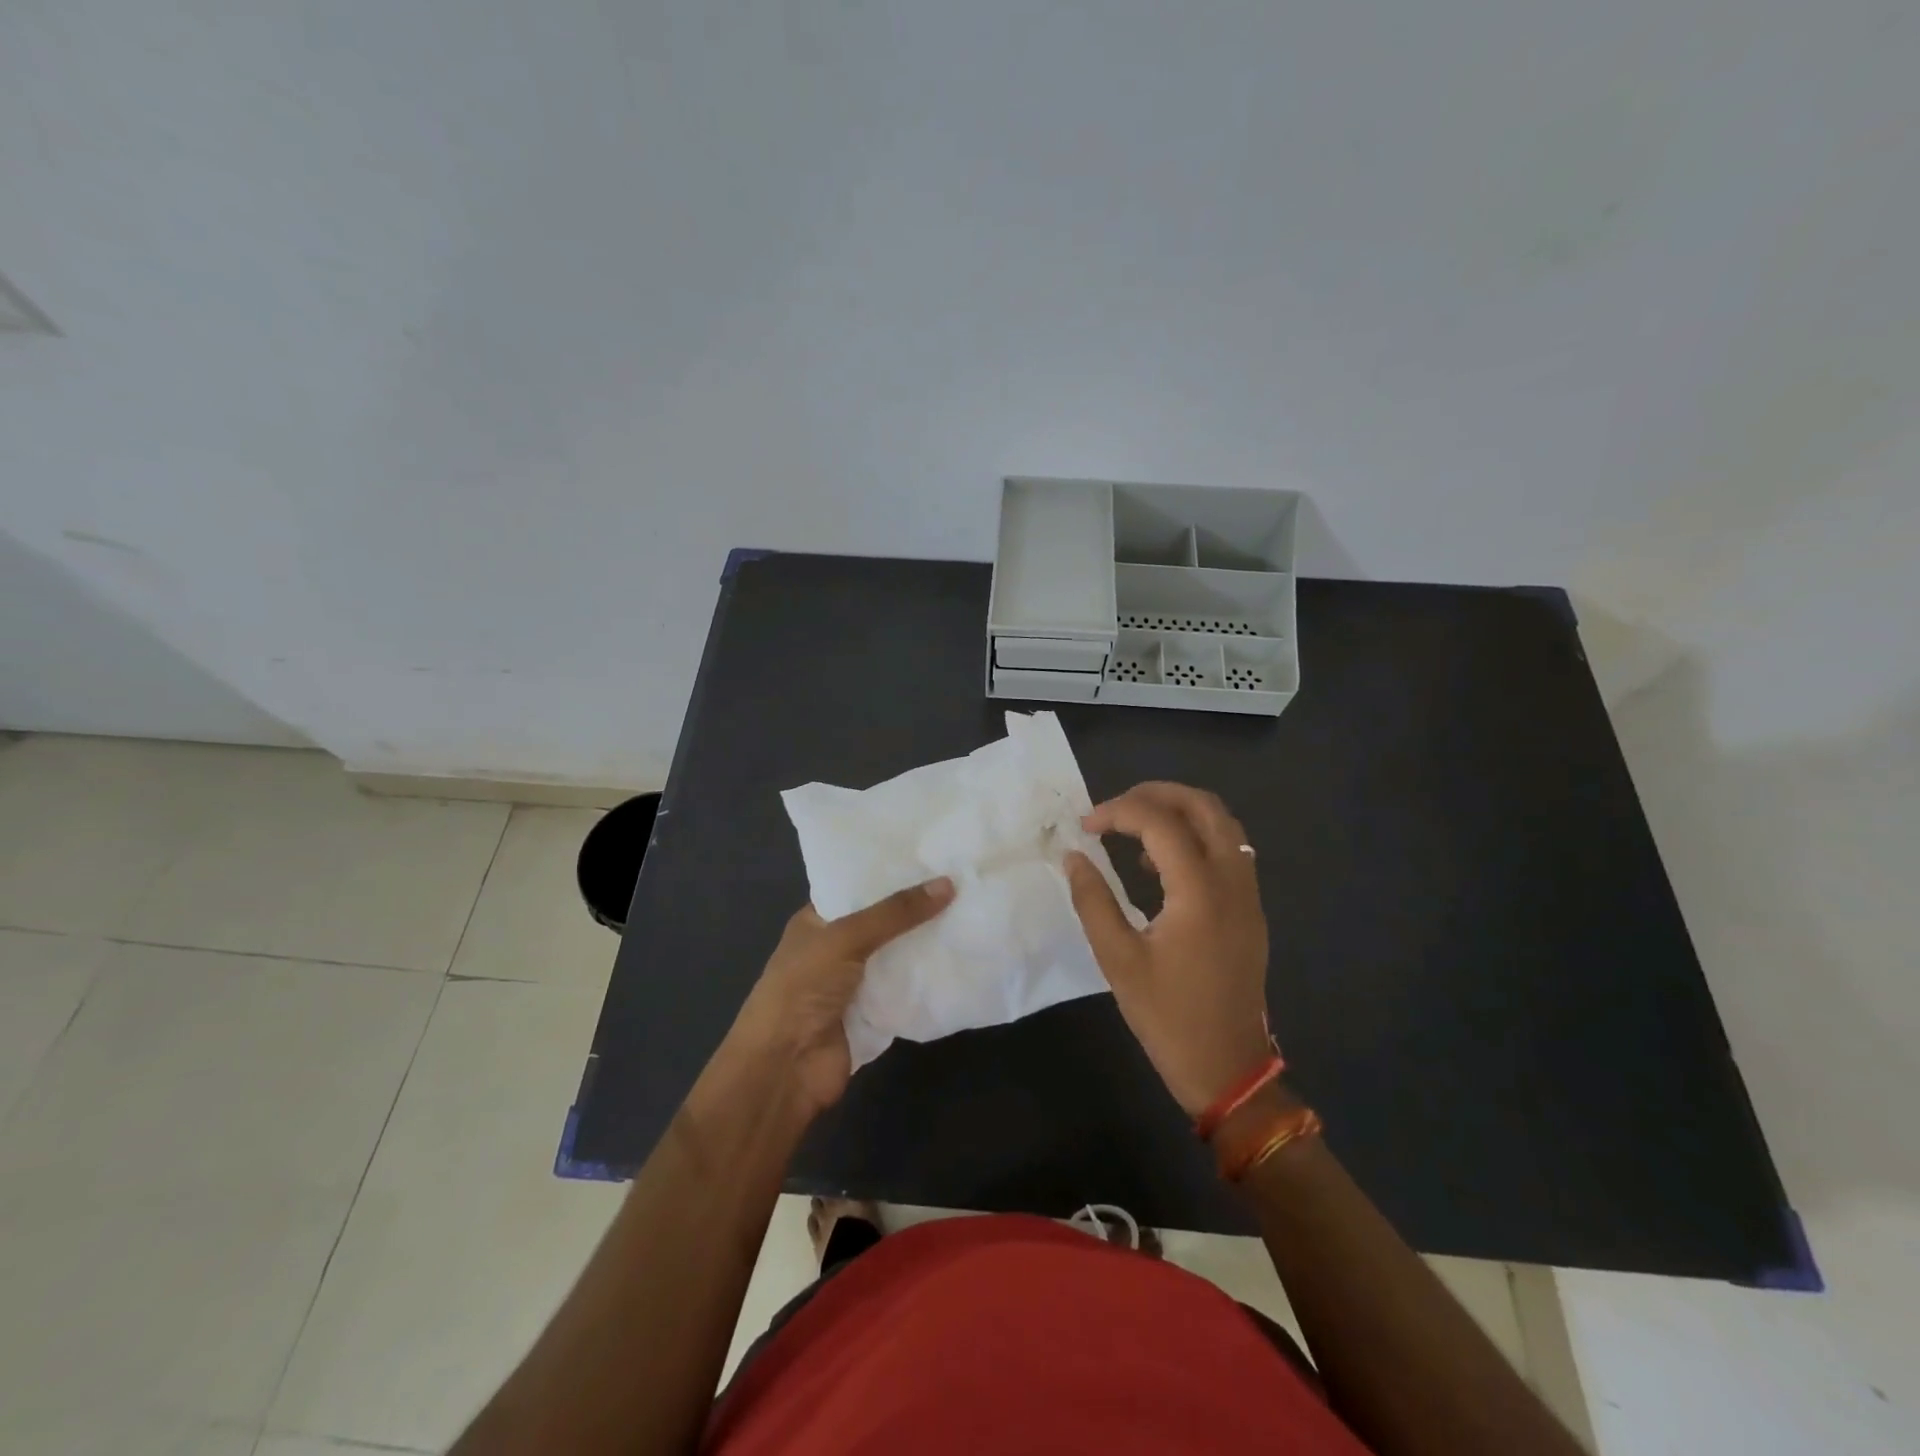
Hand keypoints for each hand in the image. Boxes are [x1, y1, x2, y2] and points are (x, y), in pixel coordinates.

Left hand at [722, 878, 954, 1116]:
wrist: (785, 1068)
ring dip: (927, 942)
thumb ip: (896, 913)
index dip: (890, 873)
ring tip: (972, 910)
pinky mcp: (874, 1013)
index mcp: (817, 920)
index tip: (933, 855)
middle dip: (917, 907)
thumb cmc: (803, 988)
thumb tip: (949, 882)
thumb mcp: (846, 938)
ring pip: (898, 955)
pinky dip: (928, 978)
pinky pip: (906, 988)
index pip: (857, 886)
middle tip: (964, 880)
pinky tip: (962, 957)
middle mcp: (836, 947)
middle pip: (883, 921)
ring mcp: (855, 982)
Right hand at [1065, 783, 1271, 1117]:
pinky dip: (1195, 837)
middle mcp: (1232, 882)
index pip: (1160, 823)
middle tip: (1115, 808)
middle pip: (1204, 806)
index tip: (1085, 825)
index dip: (1118, 812)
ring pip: (1222, 824)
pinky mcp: (1249, 910)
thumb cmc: (1168, 1017)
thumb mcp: (1118, 960)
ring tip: (1133, 829)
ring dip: (1179, 812)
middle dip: (1156, 794)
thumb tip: (1073, 856)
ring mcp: (1248, 895)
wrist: (1228, 1068)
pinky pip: (1228, 850)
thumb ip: (1093, 900)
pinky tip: (1159, 864)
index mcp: (1200, 892)